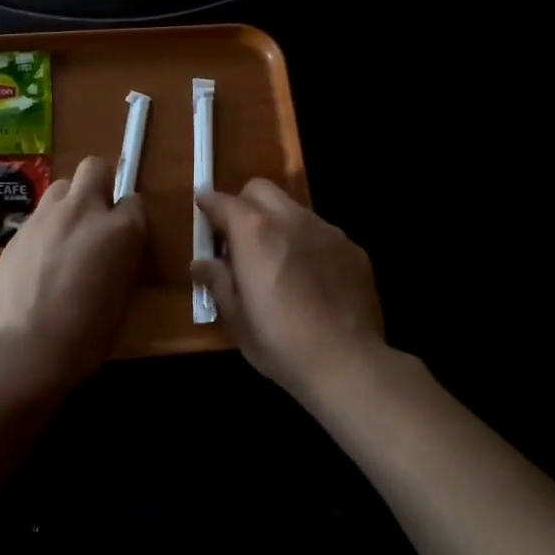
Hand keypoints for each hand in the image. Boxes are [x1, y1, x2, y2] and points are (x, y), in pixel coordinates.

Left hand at [0, 155, 146, 391]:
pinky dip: (46, 227)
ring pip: (61, 186)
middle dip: (100, 183)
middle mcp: (83, 211)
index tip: (125, 236)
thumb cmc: (84, 336)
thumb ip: (122, 260)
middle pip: (94, 168)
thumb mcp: (121, 298)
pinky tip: (40, 257)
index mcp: (120, 230)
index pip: (135, 202)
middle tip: (97, 216)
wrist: (22, 349)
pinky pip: (39, 214)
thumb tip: (116, 251)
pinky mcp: (17, 230)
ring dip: (69, 202)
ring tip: (66, 234)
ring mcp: (46, 216)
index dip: (130, 217)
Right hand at [194, 181, 386, 397]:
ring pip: (293, 209)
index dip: (208, 205)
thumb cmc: (280, 342)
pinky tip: (310, 279)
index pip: (223, 201)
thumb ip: (218, 281)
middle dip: (243, 204)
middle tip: (238, 238)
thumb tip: (201, 263)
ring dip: (277, 223)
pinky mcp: (353, 249)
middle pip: (260, 190)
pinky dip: (307, 244)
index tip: (202, 211)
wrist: (348, 364)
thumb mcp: (236, 317)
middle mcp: (291, 219)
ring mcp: (327, 231)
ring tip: (277, 260)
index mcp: (255, 233)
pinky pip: (321, 233)